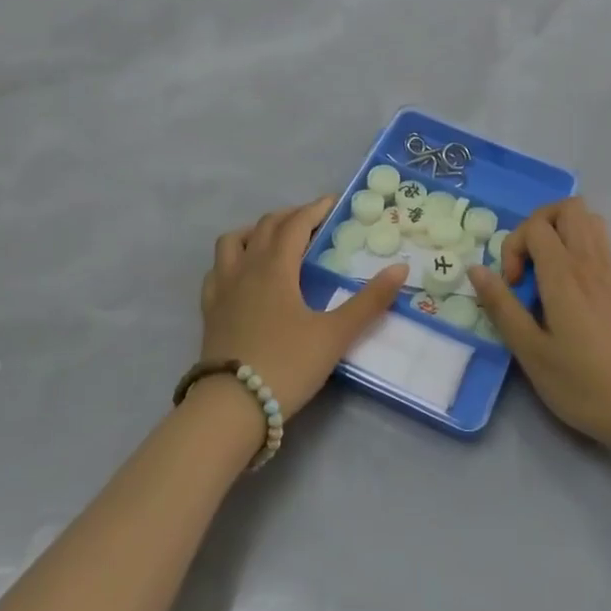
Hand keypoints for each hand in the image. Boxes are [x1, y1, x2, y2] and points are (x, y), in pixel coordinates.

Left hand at [201, 197, 408, 416]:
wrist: (230, 408)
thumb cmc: (286, 365)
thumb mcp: (335, 335)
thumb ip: (369, 301)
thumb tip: (400, 268)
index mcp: (276, 267)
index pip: (296, 224)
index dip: (316, 209)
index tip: (334, 202)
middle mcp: (246, 268)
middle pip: (265, 226)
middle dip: (291, 216)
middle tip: (313, 221)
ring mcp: (222, 289)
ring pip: (232, 242)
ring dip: (255, 231)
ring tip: (274, 239)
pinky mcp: (209, 311)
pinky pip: (216, 270)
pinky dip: (232, 259)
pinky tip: (243, 274)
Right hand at [468, 197, 610, 449]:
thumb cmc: (579, 384)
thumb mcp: (529, 351)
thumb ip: (501, 306)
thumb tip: (475, 269)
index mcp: (564, 276)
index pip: (536, 226)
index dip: (514, 246)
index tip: (511, 285)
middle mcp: (589, 263)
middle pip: (568, 207)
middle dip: (538, 223)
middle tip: (526, 261)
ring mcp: (608, 271)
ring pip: (588, 218)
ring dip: (560, 229)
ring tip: (544, 264)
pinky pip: (599, 240)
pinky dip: (578, 243)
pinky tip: (565, 280)